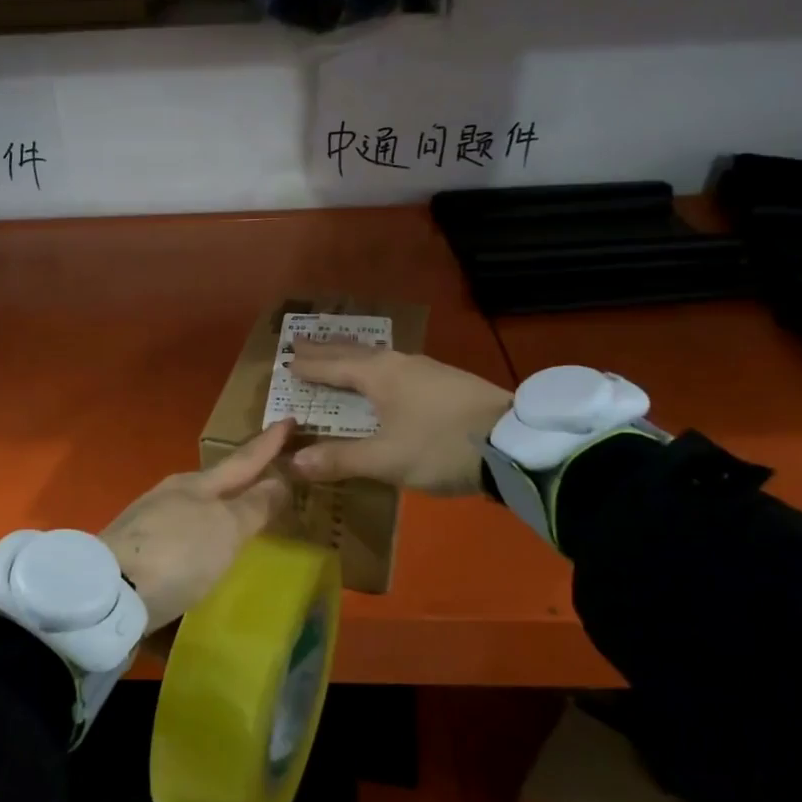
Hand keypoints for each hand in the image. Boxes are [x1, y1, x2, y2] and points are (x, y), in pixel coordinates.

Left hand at [101, 420, 293, 631]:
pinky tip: (201, 554)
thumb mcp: (225, 530)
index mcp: (196, 484)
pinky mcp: (134, 554)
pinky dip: (197, 538)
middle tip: (269, 475)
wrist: (108, 593)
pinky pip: (177, 537)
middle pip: (214, 483)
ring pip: (193, 509)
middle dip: (241, 478)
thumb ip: (254, 506)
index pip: (242, 460)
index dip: (268, 443)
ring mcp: (148, 523)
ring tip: (239, 518)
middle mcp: (171, 496)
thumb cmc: (177, 553)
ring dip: (218, 510)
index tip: (288, 419)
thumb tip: (279, 479)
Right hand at [286, 344, 511, 494]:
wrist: (514, 442)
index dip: (309, 365)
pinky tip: (385, 375)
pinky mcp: (446, 380)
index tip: (286, 359)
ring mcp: (426, 369)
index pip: (333, 366)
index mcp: (379, 375)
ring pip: (377, 356)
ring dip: (352, 355)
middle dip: (326, 349)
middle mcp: (399, 363)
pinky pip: (397, 366)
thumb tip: (293, 460)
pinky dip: (376, 367)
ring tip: (337, 354)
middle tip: (301, 341)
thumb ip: (340, 459)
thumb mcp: (387, 459)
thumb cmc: (441, 446)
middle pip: (354, 352)